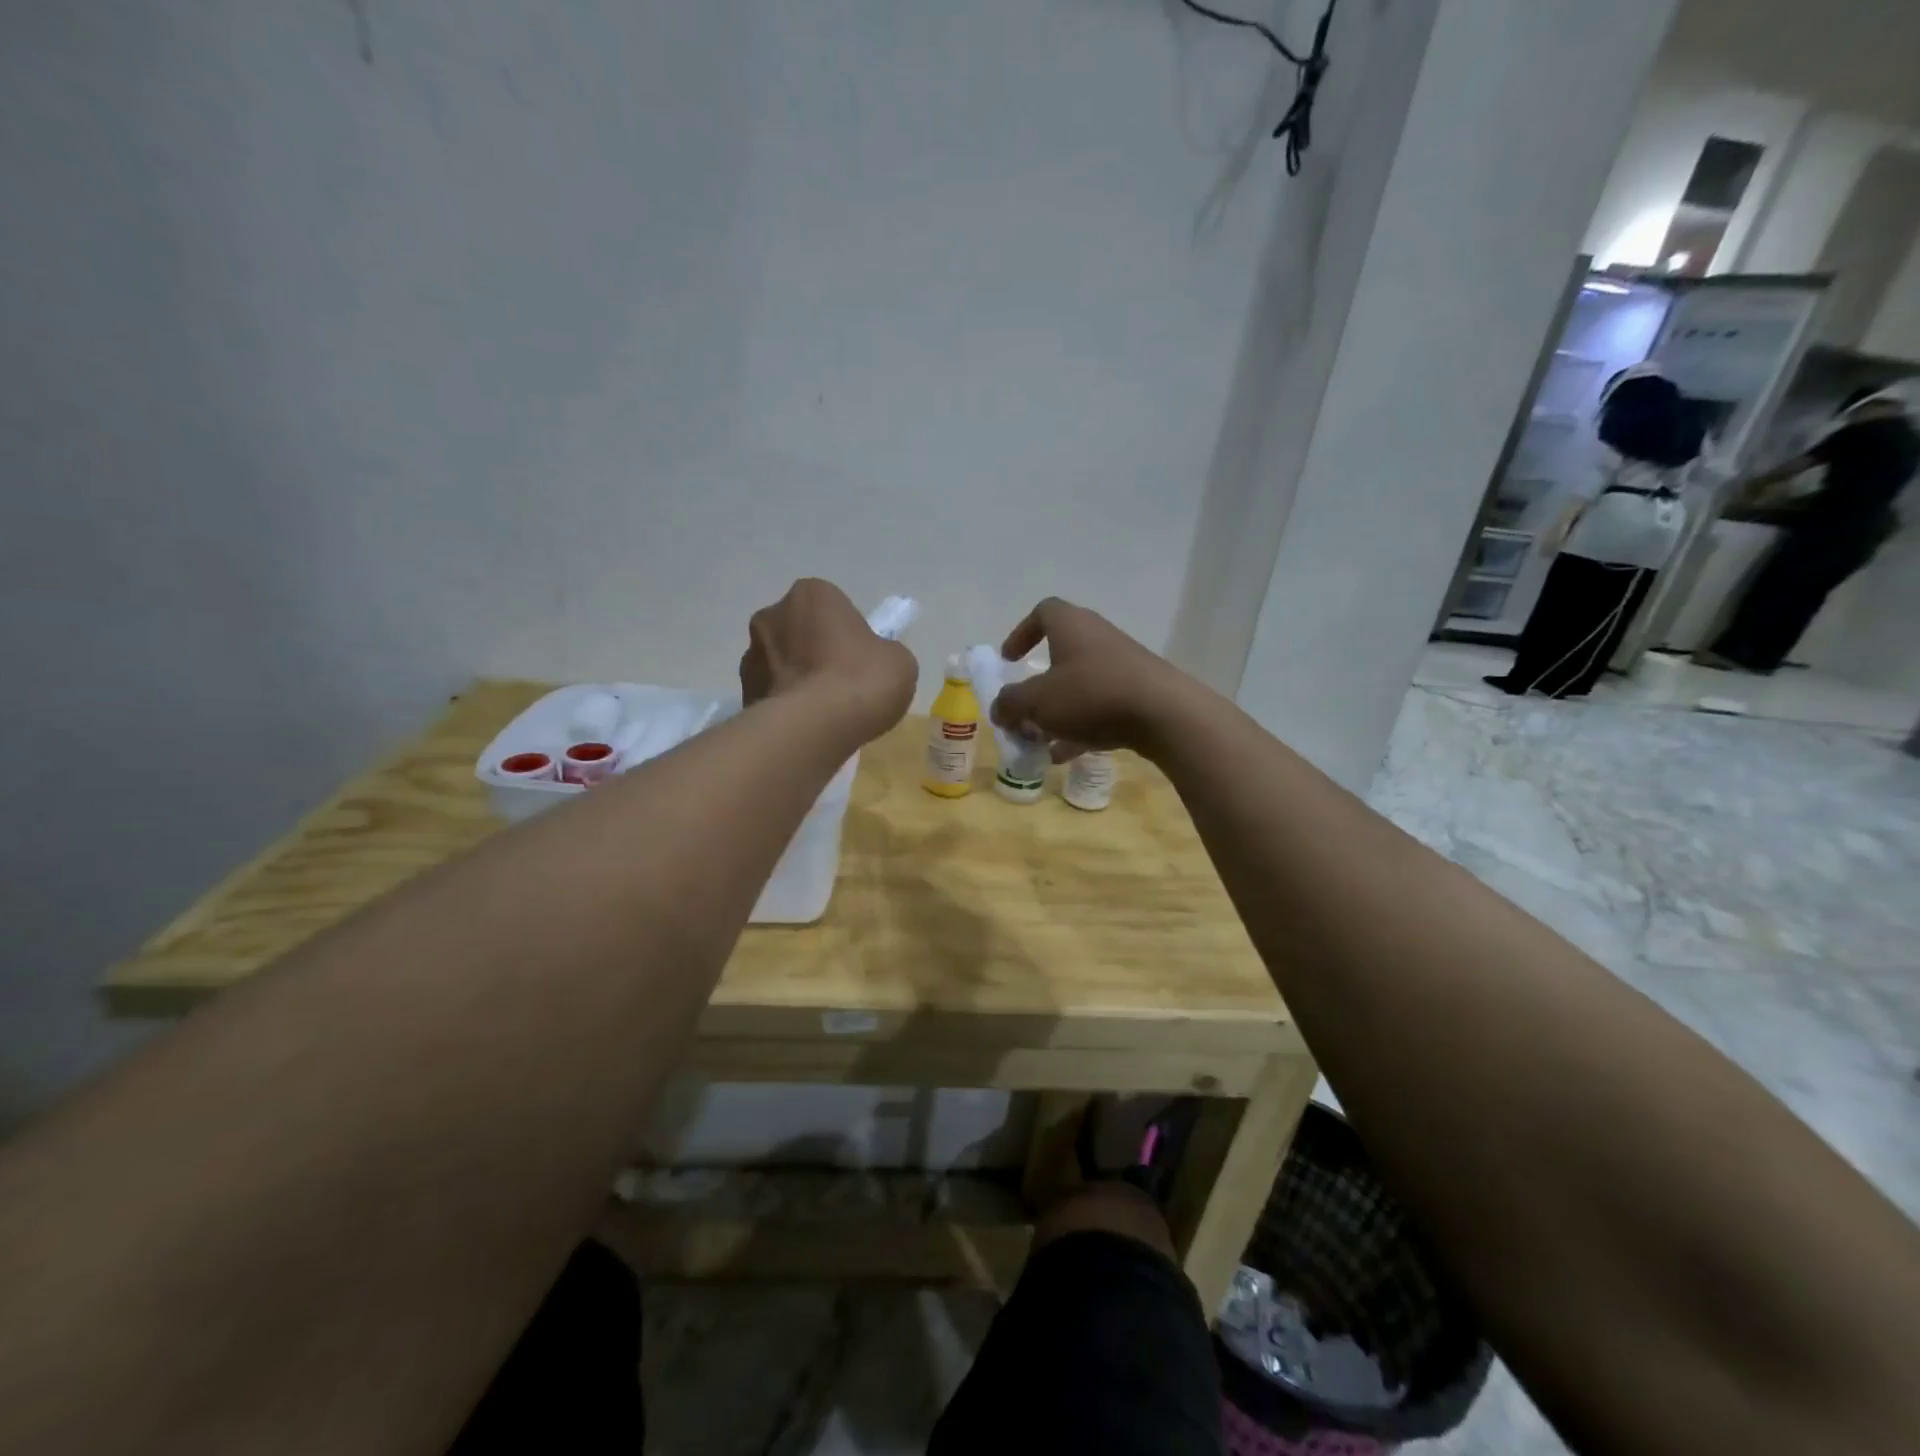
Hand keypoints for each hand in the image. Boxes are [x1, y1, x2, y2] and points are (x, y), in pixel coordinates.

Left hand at [739, 579, 917, 741]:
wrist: (813, 729)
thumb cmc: (860, 681)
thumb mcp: (899, 662)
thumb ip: (884, 653)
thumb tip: (873, 663)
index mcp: (811, 594)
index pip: (833, 608)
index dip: (849, 634)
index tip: (861, 661)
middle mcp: (772, 615)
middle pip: (801, 632)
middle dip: (816, 653)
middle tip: (842, 686)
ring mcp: (751, 656)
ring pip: (781, 664)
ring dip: (797, 680)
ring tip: (823, 714)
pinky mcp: (742, 694)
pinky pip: (771, 695)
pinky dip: (785, 706)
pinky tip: (806, 728)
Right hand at [989, 598, 1198, 760]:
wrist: (1164, 714)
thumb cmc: (1091, 695)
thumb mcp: (1037, 702)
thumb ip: (1011, 704)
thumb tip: (999, 708)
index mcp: (1071, 626)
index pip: (1043, 612)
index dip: (1022, 633)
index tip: (1010, 660)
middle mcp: (1097, 637)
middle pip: (1061, 654)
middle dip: (1038, 685)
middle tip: (1024, 709)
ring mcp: (1122, 665)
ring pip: (1080, 684)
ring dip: (1057, 711)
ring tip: (1040, 740)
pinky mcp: (1140, 692)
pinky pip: (1101, 706)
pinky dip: (1081, 726)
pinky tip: (1066, 756)